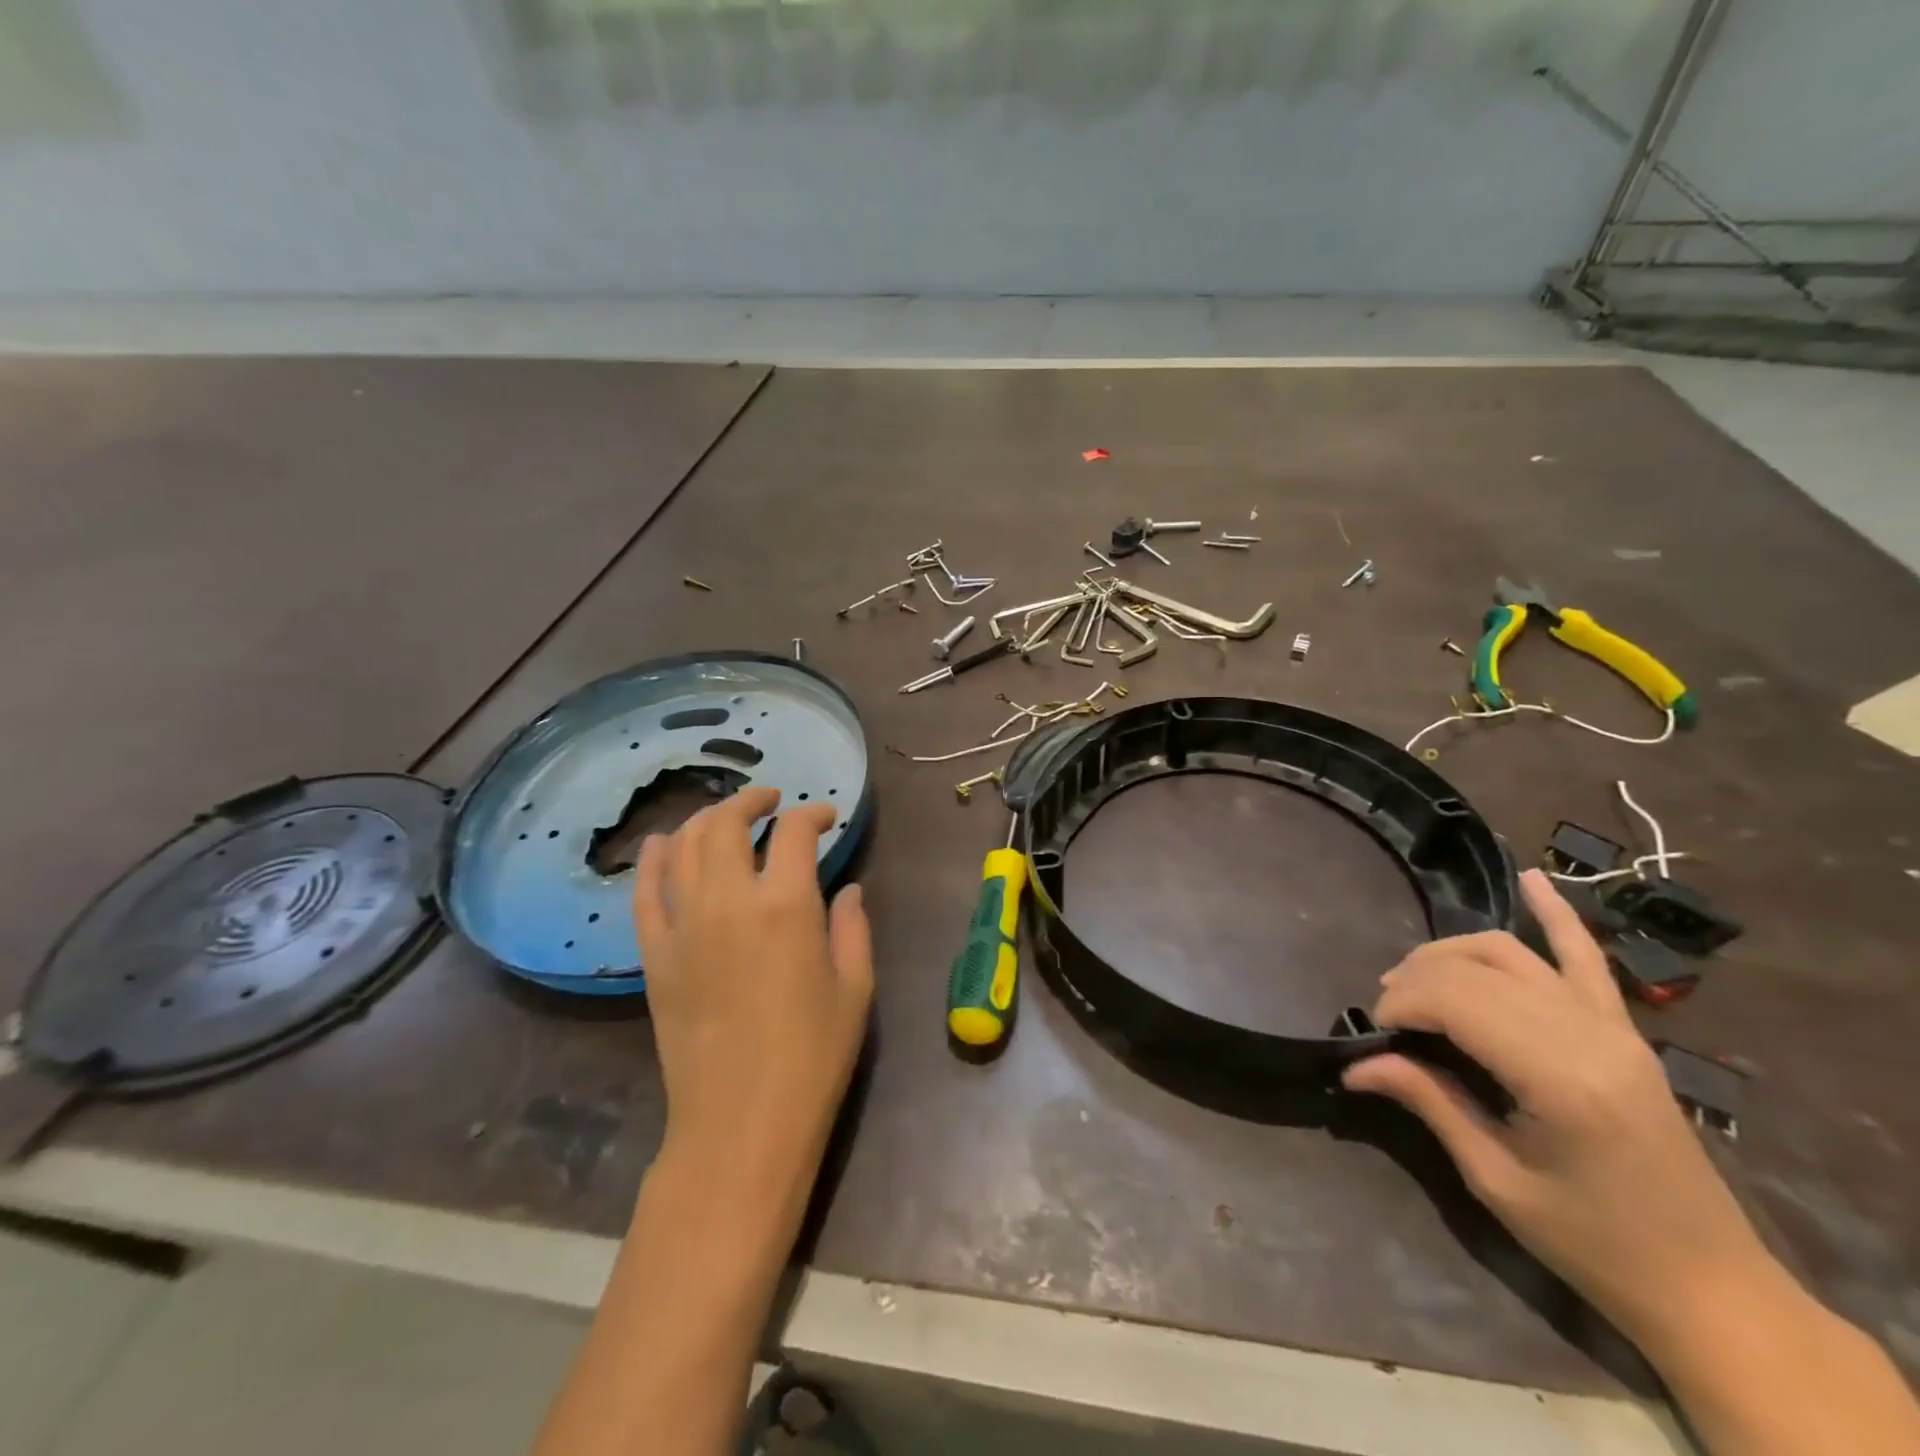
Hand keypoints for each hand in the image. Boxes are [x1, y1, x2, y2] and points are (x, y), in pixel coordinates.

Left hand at [634, 788, 872, 1223]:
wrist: (740, 1122)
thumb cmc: (812, 1055)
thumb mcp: (854, 987)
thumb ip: (853, 927)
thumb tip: (848, 888)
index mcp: (786, 905)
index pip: (793, 833)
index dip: (812, 815)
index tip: (825, 818)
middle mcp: (729, 901)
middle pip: (727, 824)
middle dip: (750, 801)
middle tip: (769, 801)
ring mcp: (683, 926)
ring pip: (683, 846)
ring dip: (705, 820)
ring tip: (724, 818)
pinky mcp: (654, 955)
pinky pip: (645, 891)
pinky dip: (654, 859)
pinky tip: (663, 845)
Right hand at [1343, 869, 1768, 1345]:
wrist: (1708, 1284)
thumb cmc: (1593, 1242)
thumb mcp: (1497, 1180)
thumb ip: (1429, 1103)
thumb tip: (1355, 1064)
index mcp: (1558, 1077)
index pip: (1456, 999)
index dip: (1401, 1003)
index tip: (1374, 1033)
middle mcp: (1587, 1034)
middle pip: (1476, 968)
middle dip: (1415, 979)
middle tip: (1388, 1016)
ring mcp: (1612, 1025)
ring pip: (1510, 952)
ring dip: (1451, 953)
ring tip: (1414, 977)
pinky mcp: (1624, 1029)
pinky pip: (1586, 957)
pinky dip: (1558, 915)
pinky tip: (1533, 879)